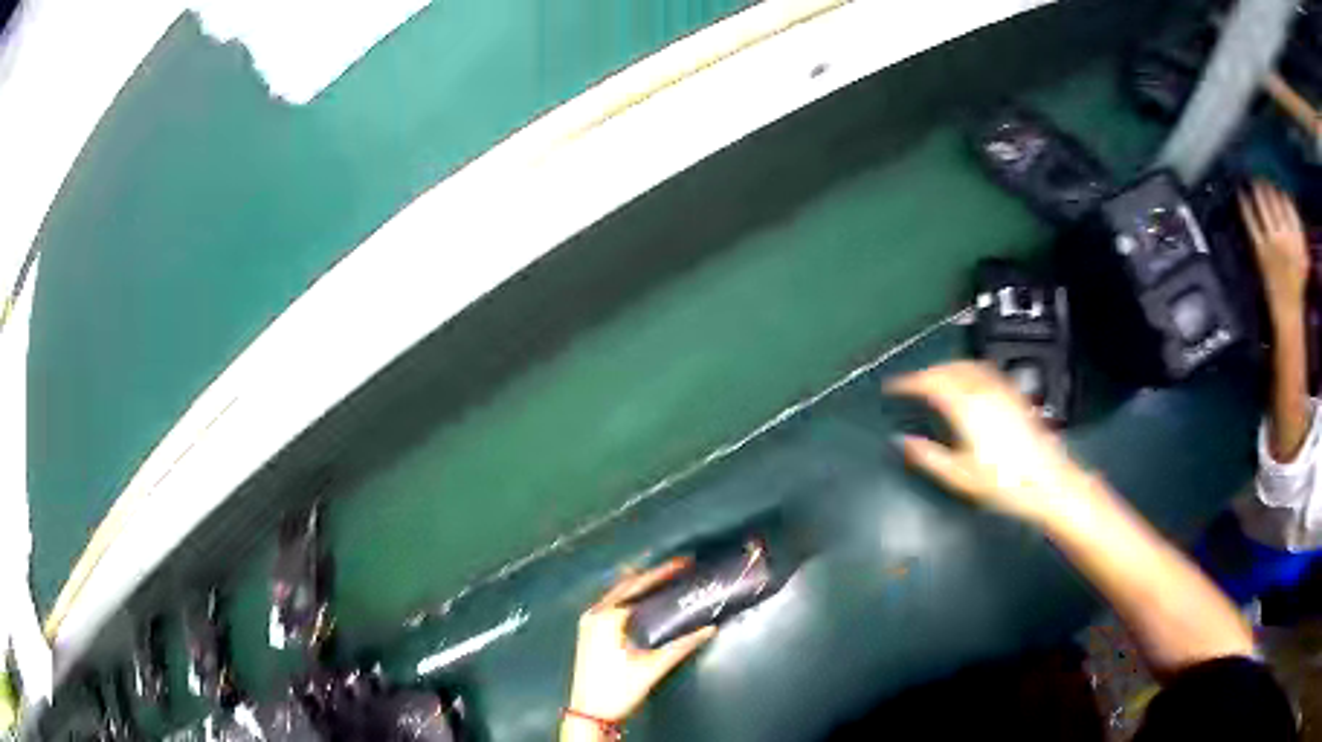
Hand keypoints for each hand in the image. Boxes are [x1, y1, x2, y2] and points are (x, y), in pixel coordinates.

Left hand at [566, 560, 715, 725]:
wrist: (589, 712)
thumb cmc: (617, 689)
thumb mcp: (652, 668)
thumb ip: (681, 646)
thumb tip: (708, 628)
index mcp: (608, 618)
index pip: (639, 586)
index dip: (663, 573)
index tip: (684, 564)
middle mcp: (595, 614)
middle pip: (626, 585)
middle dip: (652, 575)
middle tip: (678, 568)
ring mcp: (588, 622)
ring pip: (616, 593)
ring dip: (639, 584)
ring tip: (664, 579)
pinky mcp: (588, 632)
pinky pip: (610, 604)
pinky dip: (628, 597)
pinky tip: (643, 601)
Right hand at [884, 361, 1085, 525]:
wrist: (1048, 483)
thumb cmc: (1003, 483)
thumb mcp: (959, 476)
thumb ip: (928, 456)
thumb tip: (902, 440)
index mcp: (966, 407)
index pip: (931, 382)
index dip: (909, 382)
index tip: (894, 387)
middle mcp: (984, 392)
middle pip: (950, 368)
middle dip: (928, 372)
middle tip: (913, 384)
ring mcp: (1003, 391)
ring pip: (969, 365)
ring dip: (948, 367)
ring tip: (937, 379)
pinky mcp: (1016, 397)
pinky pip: (987, 371)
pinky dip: (969, 370)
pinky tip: (970, 384)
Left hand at [1239, 180, 1309, 314]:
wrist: (1288, 313)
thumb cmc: (1297, 282)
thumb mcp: (1303, 253)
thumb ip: (1297, 226)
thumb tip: (1287, 196)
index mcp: (1297, 238)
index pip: (1285, 200)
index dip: (1276, 181)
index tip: (1270, 169)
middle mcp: (1285, 237)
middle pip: (1273, 198)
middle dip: (1264, 178)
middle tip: (1256, 164)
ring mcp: (1272, 244)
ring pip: (1262, 205)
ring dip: (1255, 187)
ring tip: (1250, 174)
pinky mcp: (1260, 251)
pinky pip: (1250, 221)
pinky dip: (1244, 204)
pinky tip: (1240, 192)